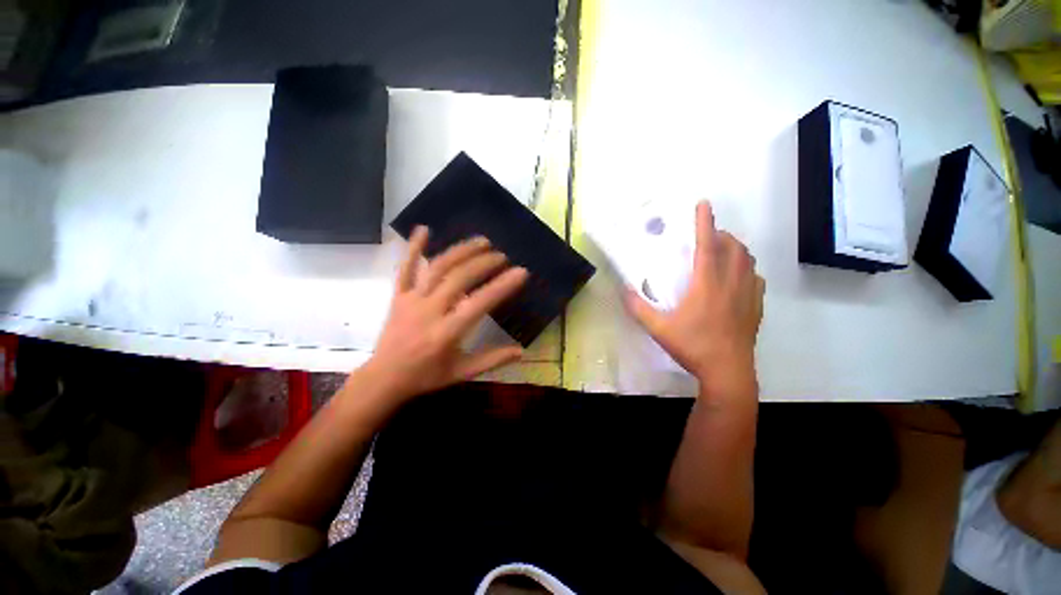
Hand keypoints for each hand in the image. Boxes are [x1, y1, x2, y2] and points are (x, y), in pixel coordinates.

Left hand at [356, 226, 528, 405]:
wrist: (384, 378)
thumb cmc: (426, 376)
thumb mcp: (462, 372)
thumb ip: (492, 360)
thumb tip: (521, 351)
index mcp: (447, 333)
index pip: (479, 303)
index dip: (502, 286)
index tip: (520, 272)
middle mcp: (429, 311)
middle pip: (458, 278)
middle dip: (483, 263)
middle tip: (502, 256)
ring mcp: (411, 300)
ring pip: (437, 268)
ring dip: (460, 251)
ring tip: (482, 242)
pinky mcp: (399, 296)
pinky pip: (405, 268)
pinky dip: (414, 248)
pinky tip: (424, 228)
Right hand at [626, 201, 763, 392]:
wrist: (727, 372)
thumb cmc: (693, 346)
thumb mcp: (659, 328)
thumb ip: (638, 308)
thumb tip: (623, 290)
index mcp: (707, 285)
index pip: (707, 246)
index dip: (704, 223)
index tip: (703, 204)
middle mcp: (730, 284)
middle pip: (733, 248)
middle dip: (721, 235)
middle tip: (707, 236)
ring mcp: (747, 295)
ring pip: (748, 261)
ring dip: (736, 250)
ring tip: (721, 252)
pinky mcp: (756, 307)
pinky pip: (756, 279)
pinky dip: (746, 270)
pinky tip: (737, 278)